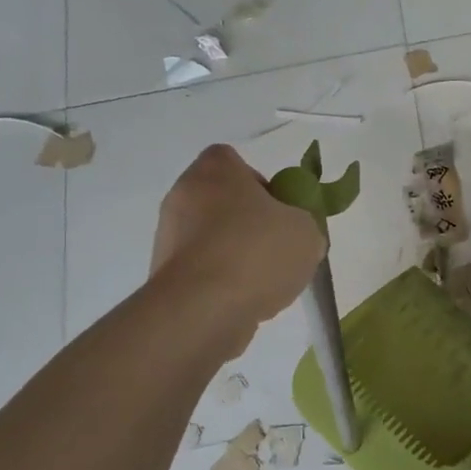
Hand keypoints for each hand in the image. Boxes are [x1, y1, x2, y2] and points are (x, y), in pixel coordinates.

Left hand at [150, 145, 324, 348]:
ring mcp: (167, 236)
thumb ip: (304, 225)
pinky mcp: (163, 274)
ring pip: (210, 237)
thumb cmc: (256, 252)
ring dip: (234, 253)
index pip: (232, 160)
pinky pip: (201, 269)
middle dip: (248, 221)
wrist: (203, 309)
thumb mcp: (307, 232)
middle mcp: (182, 195)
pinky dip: (220, 281)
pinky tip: (243, 300)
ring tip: (264, 281)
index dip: (259, 182)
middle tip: (277, 245)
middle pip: (221, 200)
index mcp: (214, 171)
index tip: (279, 210)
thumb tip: (295, 235)